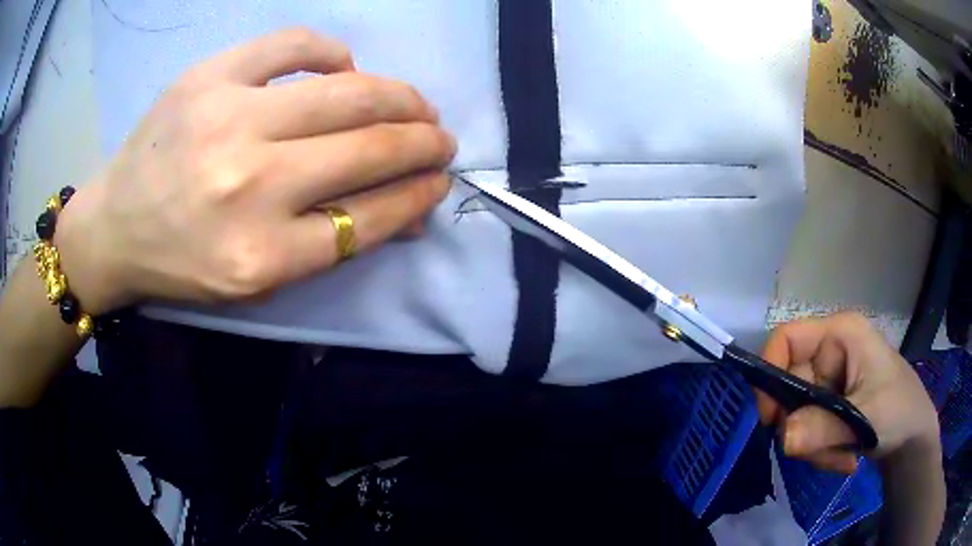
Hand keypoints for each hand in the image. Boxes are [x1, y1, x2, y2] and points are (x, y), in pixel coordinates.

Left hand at [54, 28, 455, 314]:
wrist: (115, 226)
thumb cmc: (183, 262)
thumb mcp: (256, 281)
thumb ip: (330, 245)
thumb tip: (407, 211)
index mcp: (262, 255)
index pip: (370, 217)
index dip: (418, 195)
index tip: (440, 180)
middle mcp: (249, 186)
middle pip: (369, 150)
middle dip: (424, 141)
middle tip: (441, 137)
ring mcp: (228, 119)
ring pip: (347, 93)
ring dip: (399, 97)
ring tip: (415, 103)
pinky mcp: (209, 76)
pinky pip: (294, 45)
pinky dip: (334, 53)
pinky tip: (343, 67)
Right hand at [758, 312, 939, 472]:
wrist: (913, 438)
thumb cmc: (899, 411)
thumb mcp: (865, 419)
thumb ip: (825, 428)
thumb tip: (783, 438)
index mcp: (839, 336)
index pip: (785, 339)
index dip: (771, 375)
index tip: (771, 420)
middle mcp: (830, 353)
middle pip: (789, 388)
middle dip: (802, 429)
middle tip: (821, 452)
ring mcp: (830, 381)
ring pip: (797, 417)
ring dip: (814, 447)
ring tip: (842, 456)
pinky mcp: (830, 404)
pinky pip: (807, 431)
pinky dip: (820, 451)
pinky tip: (843, 456)